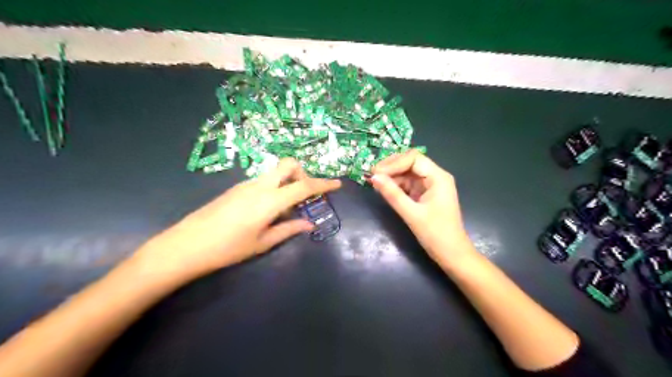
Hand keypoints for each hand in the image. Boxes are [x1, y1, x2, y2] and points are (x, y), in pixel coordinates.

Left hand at [132, 158, 341, 281]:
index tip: (337, 184)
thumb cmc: (227, 248)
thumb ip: (288, 229)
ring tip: (287, 209)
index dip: (323, 184)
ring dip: (288, 182)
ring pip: (275, 172)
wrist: (186, 245)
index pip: (303, 186)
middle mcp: (260, 185)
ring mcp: (246, 184)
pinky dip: (275, 187)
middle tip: (304, 196)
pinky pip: (264, 180)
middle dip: (303, 174)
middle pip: (288, 164)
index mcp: (269, 200)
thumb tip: (309, 224)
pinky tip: (268, 210)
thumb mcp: (262, 243)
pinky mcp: (237, 187)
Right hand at [371, 148, 474, 266]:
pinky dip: (396, 185)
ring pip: (408, 173)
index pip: (413, 159)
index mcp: (438, 177)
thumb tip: (373, 177)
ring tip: (374, 183)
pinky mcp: (425, 195)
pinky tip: (384, 189)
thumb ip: (392, 194)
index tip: (376, 173)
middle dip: (391, 167)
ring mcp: (430, 186)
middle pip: (410, 162)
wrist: (452, 255)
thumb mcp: (411, 214)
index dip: (393, 163)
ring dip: (391, 176)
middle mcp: (435, 177)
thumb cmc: (436, 234)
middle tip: (372, 175)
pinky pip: (408, 184)